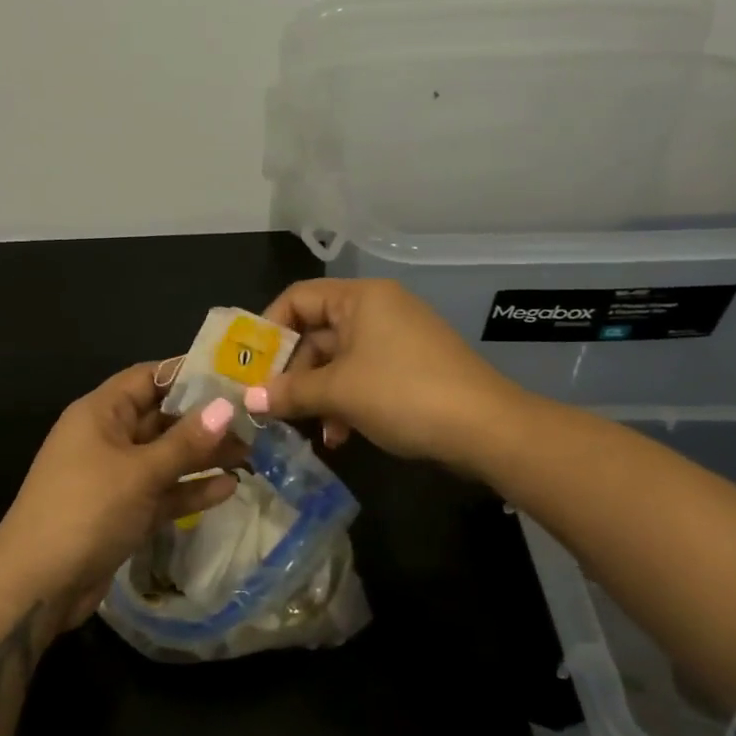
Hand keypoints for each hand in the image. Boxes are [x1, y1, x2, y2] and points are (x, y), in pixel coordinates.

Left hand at [0, 363, 240, 630]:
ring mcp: (114, 477)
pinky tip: (228, 488)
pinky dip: (190, 490)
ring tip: (252, 454)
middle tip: (254, 420)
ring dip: (203, 456)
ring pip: (165, 457)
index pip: (148, 377)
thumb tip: (227, 406)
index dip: (188, 373)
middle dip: (205, 419)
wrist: (35, 586)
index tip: (234, 374)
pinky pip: (161, 492)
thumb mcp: (139, 472)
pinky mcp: (122, 512)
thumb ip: (186, 441)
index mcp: (100, 412)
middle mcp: (107, 437)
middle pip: (161, 417)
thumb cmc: (86, 510)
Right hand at [247, 278, 522, 469]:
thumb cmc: (403, 394)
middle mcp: (377, 309)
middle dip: (293, 371)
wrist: (487, 429)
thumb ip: (289, 392)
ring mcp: (396, 339)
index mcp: (360, 298)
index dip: (269, 329)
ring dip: (317, 393)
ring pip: (338, 359)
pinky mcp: (410, 368)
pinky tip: (339, 437)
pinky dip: (345, 401)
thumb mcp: (338, 393)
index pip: (297, 298)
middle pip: (316, 331)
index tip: (250, 365)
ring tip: (305, 427)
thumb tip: (248, 399)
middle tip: (271, 404)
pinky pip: (363, 375)